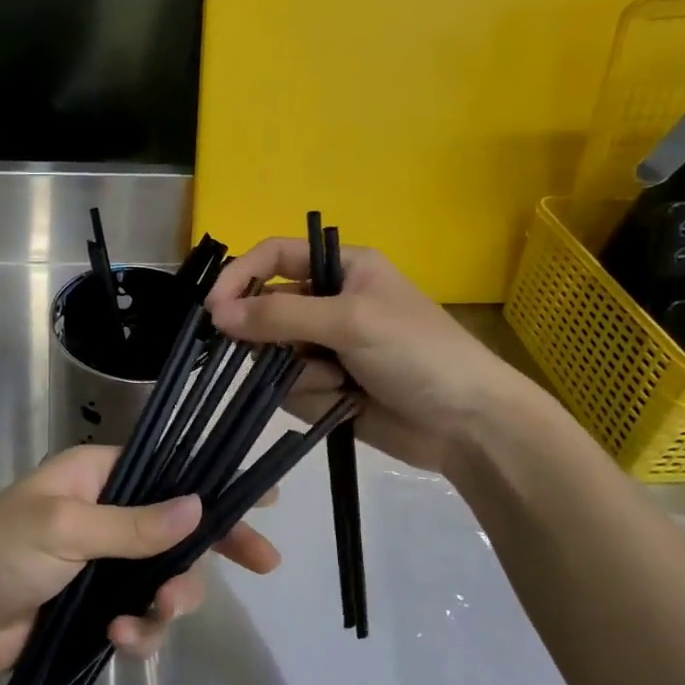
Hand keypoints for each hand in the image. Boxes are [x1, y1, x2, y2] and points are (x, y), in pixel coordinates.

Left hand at [0, 446, 282, 684]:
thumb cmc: (0, 550)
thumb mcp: (65, 527)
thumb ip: (134, 523)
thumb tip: (198, 506)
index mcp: (98, 476)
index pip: (168, 472)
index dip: (214, 484)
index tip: (265, 499)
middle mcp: (108, 514)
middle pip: (179, 529)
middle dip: (209, 551)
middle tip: (261, 564)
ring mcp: (104, 565)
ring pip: (165, 579)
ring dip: (169, 601)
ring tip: (151, 617)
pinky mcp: (97, 610)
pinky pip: (140, 618)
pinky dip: (139, 632)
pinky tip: (118, 642)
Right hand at [206, 238, 539, 475]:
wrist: (470, 427)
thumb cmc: (418, 354)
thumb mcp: (351, 322)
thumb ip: (281, 315)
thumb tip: (217, 314)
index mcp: (342, 269)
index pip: (274, 257)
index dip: (240, 276)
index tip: (214, 310)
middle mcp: (330, 302)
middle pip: (266, 310)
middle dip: (270, 338)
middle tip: (280, 355)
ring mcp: (327, 347)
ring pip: (274, 355)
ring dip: (299, 372)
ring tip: (338, 382)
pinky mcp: (328, 386)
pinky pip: (289, 387)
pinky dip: (312, 396)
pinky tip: (346, 403)